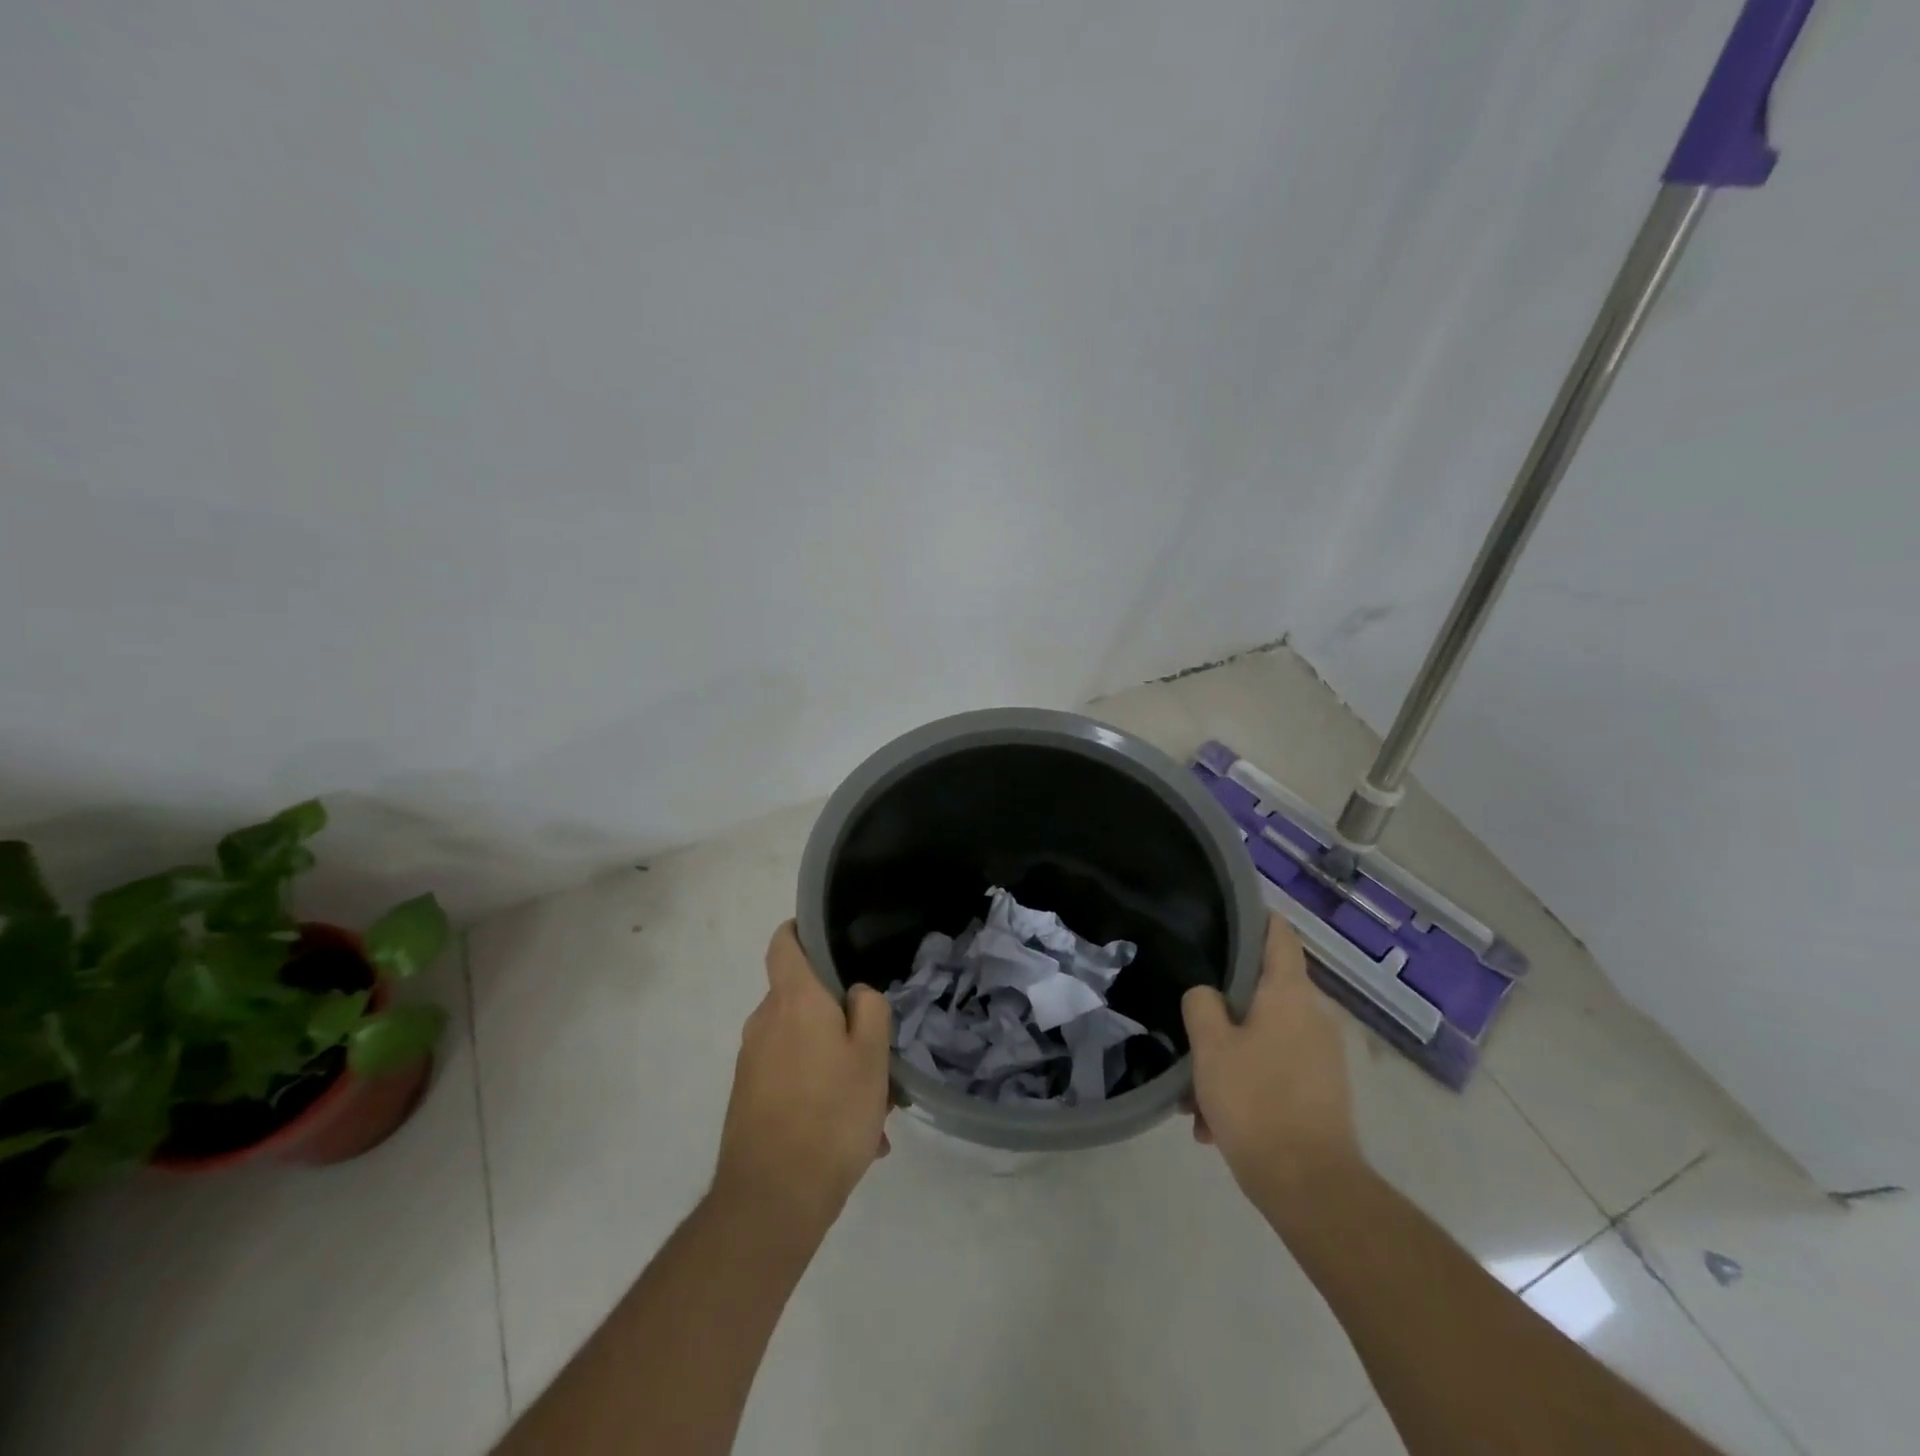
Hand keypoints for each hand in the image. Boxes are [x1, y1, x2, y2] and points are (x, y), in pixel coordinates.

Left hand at [713, 923, 892, 1233]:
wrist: (771, 1200)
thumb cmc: (831, 1115)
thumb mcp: (872, 1056)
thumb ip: (870, 1009)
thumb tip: (855, 994)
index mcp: (794, 1000)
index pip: (784, 942)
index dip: (802, 931)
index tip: (830, 940)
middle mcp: (764, 1021)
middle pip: (802, 998)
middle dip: (839, 1017)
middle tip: (876, 1049)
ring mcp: (752, 1061)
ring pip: (802, 1043)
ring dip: (835, 1062)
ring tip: (872, 1107)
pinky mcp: (748, 1097)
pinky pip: (790, 1076)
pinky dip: (819, 1090)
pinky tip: (852, 1135)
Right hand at [1182, 914, 1361, 1202]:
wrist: (1311, 1188)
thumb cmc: (1256, 1101)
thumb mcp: (1211, 1047)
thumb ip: (1202, 1005)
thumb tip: (1207, 995)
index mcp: (1289, 995)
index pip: (1278, 934)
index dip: (1254, 918)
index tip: (1223, 916)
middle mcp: (1313, 1017)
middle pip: (1262, 993)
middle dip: (1222, 1013)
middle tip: (1189, 1032)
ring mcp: (1321, 1057)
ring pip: (1262, 1039)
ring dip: (1227, 1060)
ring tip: (1195, 1101)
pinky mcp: (1322, 1093)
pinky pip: (1274, 1072)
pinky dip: (1246, 1086)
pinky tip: (1215, 1126)